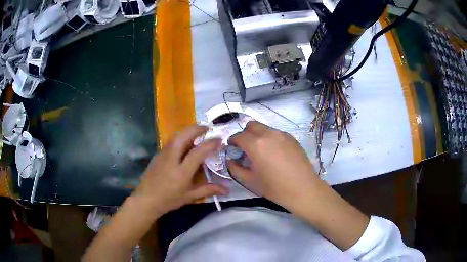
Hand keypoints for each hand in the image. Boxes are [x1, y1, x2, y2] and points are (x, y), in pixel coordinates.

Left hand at [133, 124, 227, 214]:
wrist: (146, 199)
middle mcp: (171, 159)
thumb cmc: (169, 200)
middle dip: (196, 128)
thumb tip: (227, 189)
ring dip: (188, 130)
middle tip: (207, 128)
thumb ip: (208, 190)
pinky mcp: (157, 154)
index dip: (210, 144)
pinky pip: (171, 141)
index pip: (197, 152)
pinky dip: (180, 136)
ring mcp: (163, 155)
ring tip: (198, 131)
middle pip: (183, 136)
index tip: (219, 139)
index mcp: (181, 172)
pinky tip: (185, 142)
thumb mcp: (190, 196)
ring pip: (176, 136)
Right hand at [227, 121, 317, 210]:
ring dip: (258, 135)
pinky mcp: (292, 138)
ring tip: (261, 152)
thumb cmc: (275, 188)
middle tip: (246, 149)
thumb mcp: (250, 181)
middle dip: (245, 134)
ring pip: (265, 128)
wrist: (303, 189)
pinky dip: (270, 138)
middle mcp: (269, 134)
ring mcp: (282, 134)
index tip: (232, 149)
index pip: (239, 136)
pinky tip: (275, 153)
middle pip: (251, 125)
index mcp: (256, 144)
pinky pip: (276, 133)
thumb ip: (235, 168)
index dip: (232, 141)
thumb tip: (230, 160)